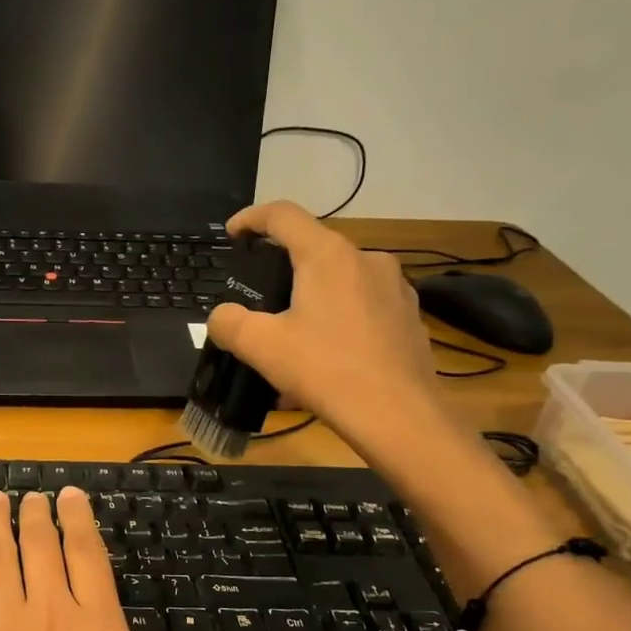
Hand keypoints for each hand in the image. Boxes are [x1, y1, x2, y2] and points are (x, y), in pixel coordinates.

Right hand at [205, 200, 446, 455]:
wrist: (398, 415)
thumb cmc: (326, 370)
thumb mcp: (261, 347)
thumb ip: (229, 323)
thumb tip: (221, 316)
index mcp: (328, 256)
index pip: (283, 215)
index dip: (251, 218)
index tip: (232, 233)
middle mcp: (367, 259)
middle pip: (314, 250)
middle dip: (283, 270)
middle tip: (261, 301)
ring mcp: (395, 287)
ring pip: (341, 281)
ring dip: (313, 299)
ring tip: (294, 338)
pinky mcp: (409, 317)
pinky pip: (363, 308)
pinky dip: (339, 321)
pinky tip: (327, 357)